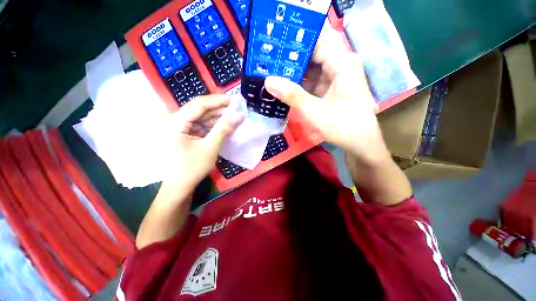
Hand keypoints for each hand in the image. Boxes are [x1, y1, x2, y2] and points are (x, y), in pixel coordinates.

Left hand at [163, 95, 243, 184]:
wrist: (180, 186)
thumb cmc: (192, 168)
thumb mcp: (210, 147)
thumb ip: (224, 129)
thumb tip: (239, 115)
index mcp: (175, 122)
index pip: (198, 104)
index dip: (218, 100)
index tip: (234, 100)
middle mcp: (175, 121)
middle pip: (200, 109)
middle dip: (219, 109)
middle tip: (236, 109)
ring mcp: (180, 127)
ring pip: (201, 117)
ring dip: (217, 117)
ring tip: (234, 116)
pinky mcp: (185, 133)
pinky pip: (201, 125)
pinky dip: (213, 125)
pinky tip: (225, 125)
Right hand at [264, 28, 389, 166]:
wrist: (360, 144)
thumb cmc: (342, 125)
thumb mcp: (313, 110)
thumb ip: (291, 95)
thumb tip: (268, 80)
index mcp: (342, 63)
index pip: (315, 43)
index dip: (294, 45)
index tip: (274, 49)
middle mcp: (341, 66)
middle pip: (313, 56)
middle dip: (292, 61)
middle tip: (269, 64)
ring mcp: (337, 79)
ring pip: (313, 71)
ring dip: (295, 75)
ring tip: (273, 74)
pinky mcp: (333, 90)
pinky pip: (314, 83)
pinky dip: (302, 86)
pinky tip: (287, 88)